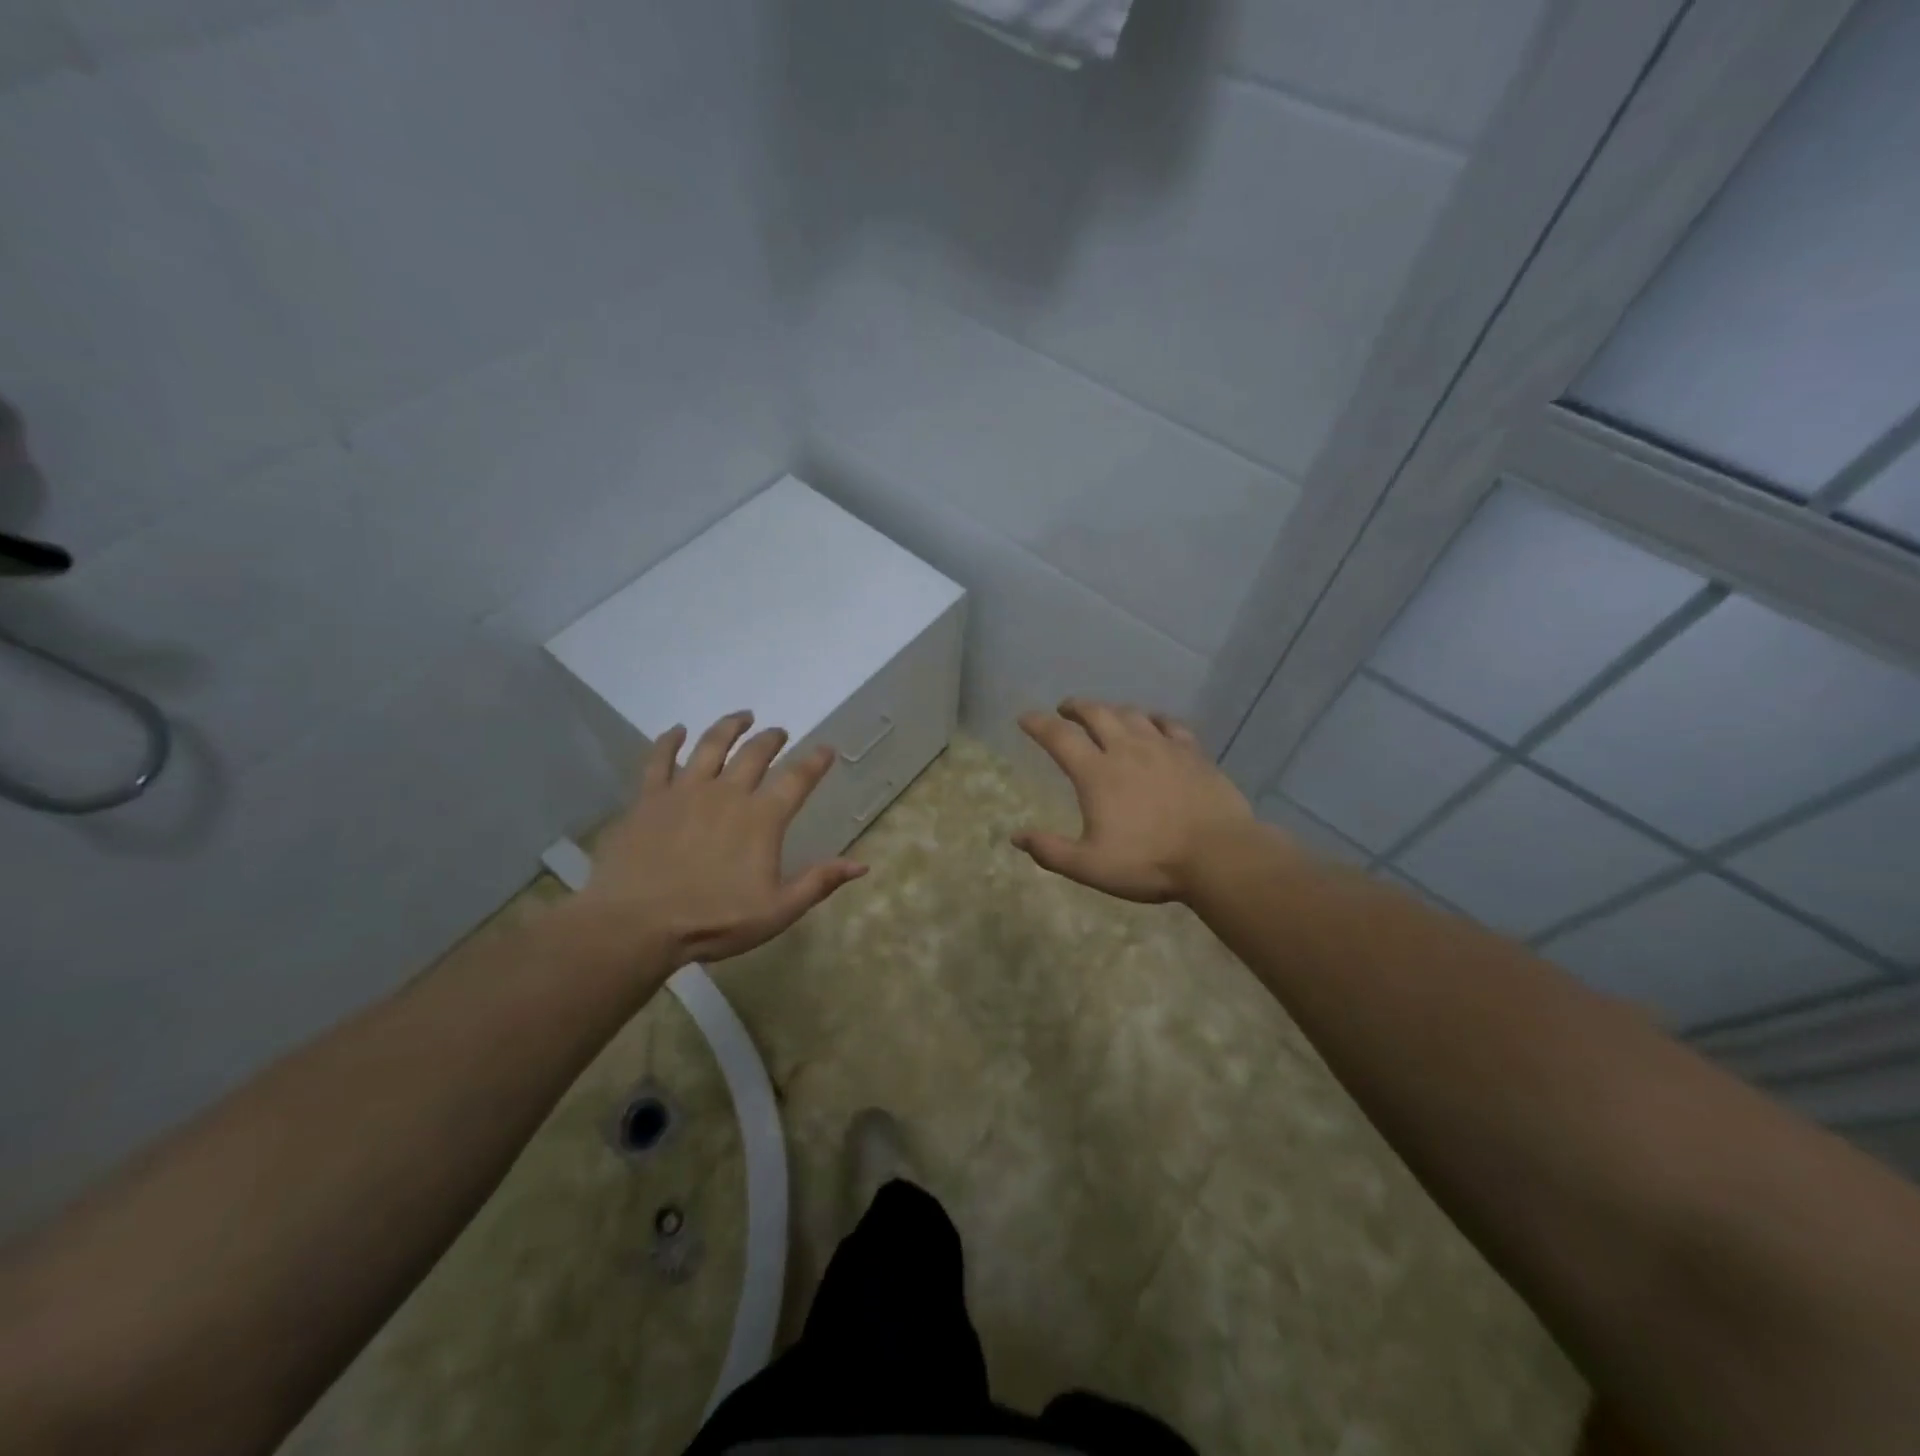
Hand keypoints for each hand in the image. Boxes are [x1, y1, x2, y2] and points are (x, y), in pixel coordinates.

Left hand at [572, 711, 866, 965]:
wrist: (637, 925)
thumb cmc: (712, 921)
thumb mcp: (777, 911)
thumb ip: (818, 882)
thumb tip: (861, 863)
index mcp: (761, 819)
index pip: (796, 779)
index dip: (815, 762)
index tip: (826, 749)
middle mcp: (727, 794)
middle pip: (754, 754)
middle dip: (771, 738)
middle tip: (780, 731)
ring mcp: (685, 791)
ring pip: (711, 745)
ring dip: (730, 727)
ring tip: (742, 716)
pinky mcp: (649, 799)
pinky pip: (659, 760)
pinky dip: (670, 741)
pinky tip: (677, 731)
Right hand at [1014, 699, 1257, 903]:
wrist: (1218, 855)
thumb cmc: (1149, 862)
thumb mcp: (1091, 866)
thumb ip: (1051, 851)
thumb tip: (1016, 837)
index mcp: (1097, 773)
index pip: (1059, 737)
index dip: (1038, 724)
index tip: (1025, 717)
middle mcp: (1127, 749)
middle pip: (1097, 714)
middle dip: (1076, 707)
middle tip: (1065, 709)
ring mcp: (1163, 747)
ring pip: (1132, 714)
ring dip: (1112, 709)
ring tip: (1105, 714)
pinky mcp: (1193, 753)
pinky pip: (1170, 724)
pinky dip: (1155, 719)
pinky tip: (1154, 723)